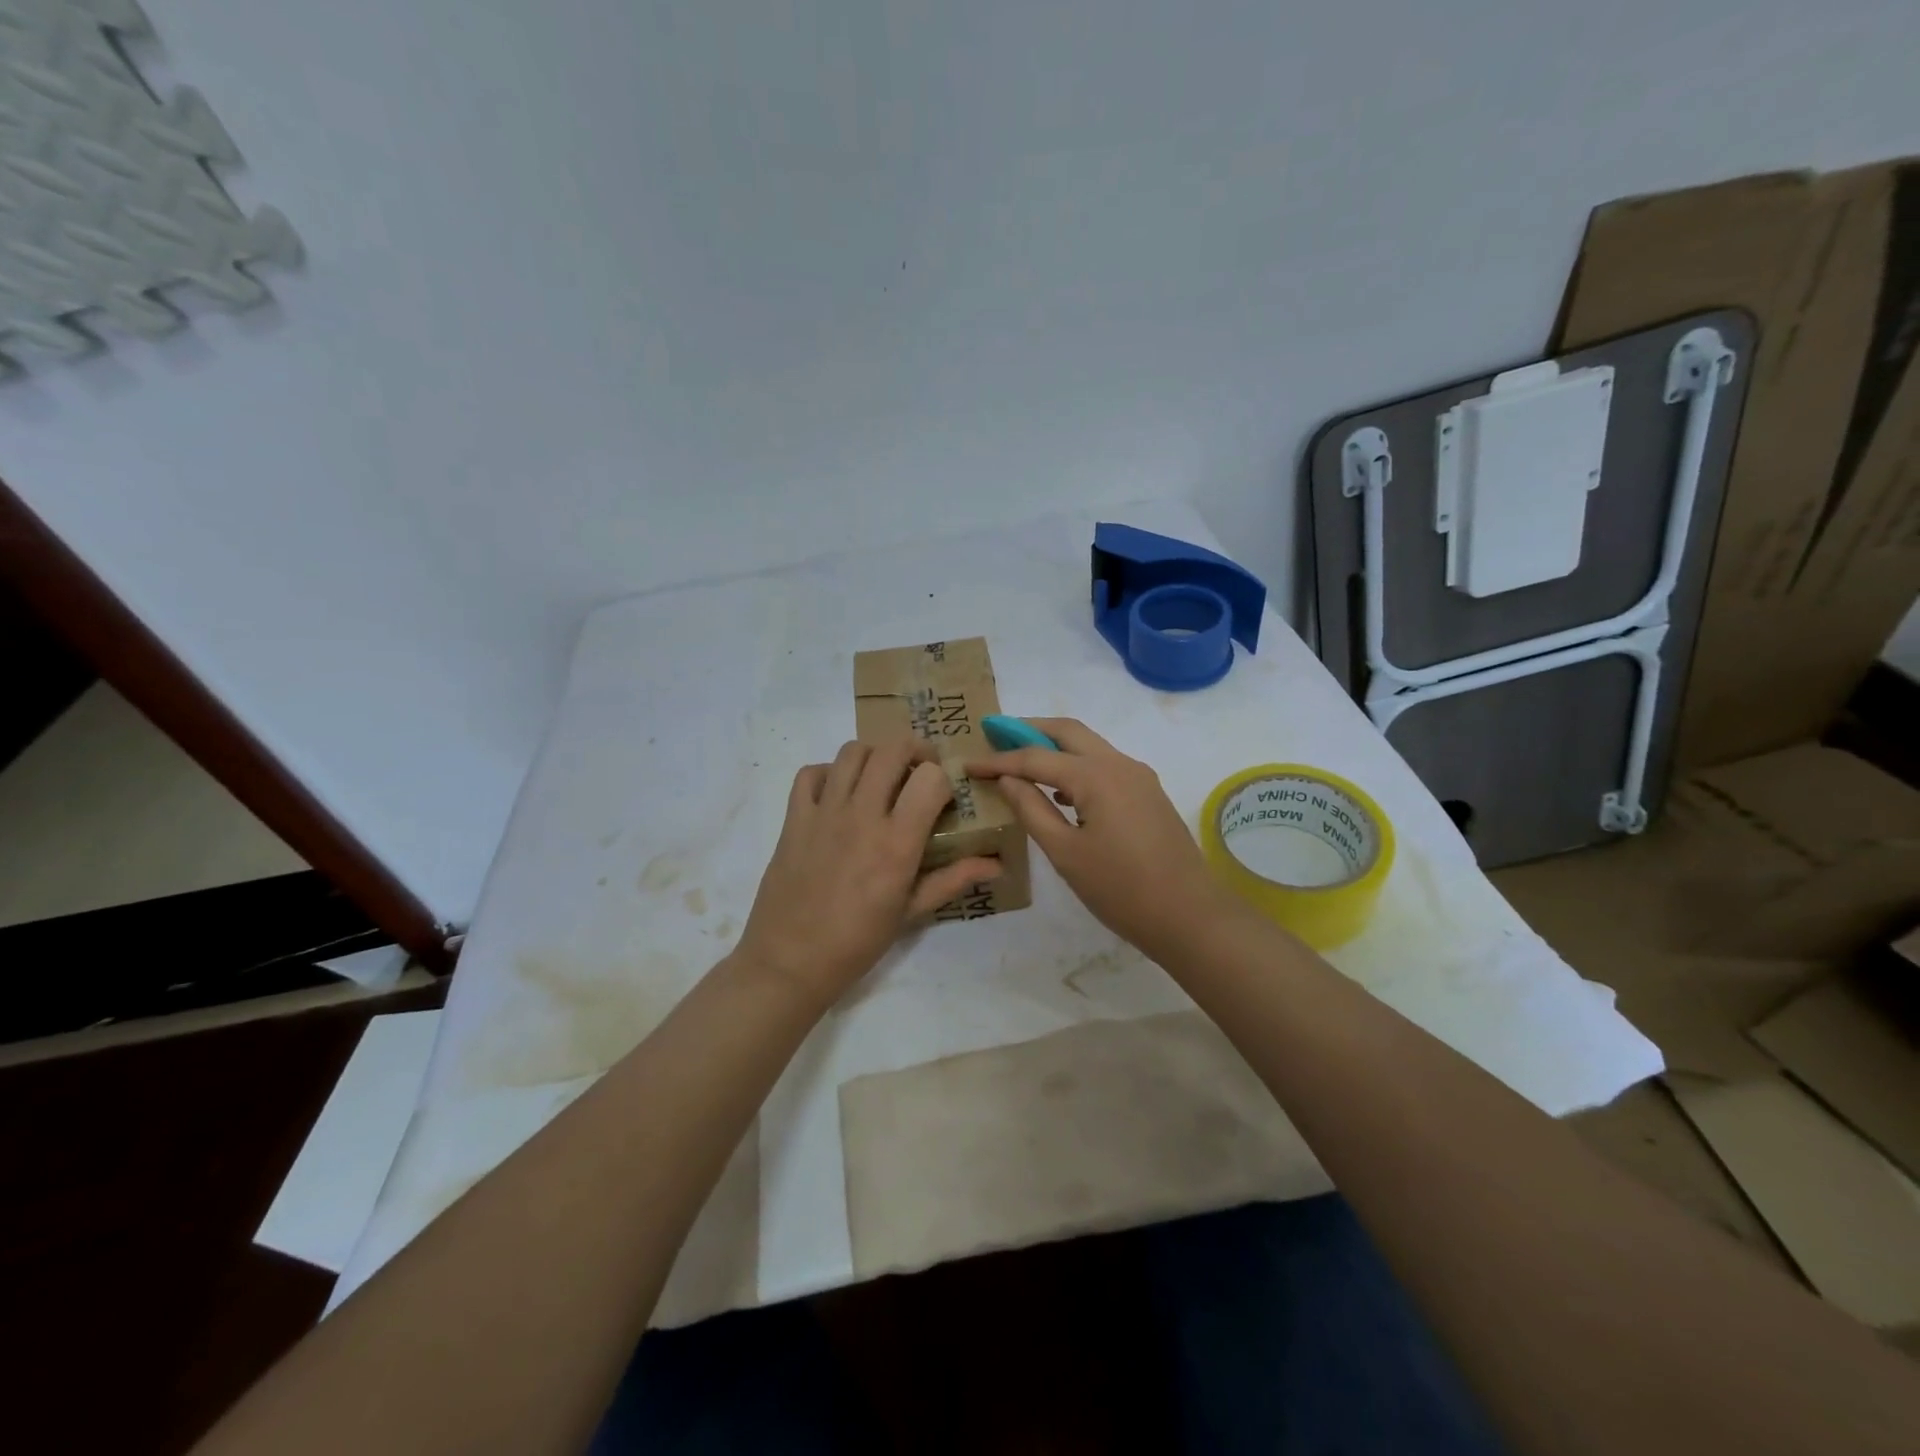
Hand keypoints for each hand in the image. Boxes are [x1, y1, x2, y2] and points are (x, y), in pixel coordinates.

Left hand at [734, 740, 1001, 1005]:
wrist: (789, 961)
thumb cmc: (857, 941)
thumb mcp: (911, 912)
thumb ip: (954, 879)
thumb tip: (997, 865)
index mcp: (896, 842)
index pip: (930, 778)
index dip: (943, 779)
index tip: (944, 797)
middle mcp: (861, 816)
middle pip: (891, 750)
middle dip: (915, 750)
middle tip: (920, 769)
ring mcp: (823, 812)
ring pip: (852, 752)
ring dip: (874, 756)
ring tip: (881, 777)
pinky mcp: (794, 817)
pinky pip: (810, 773)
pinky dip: (829, 772)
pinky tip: (839, 793)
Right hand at [970, 718, 1234, 961]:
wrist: (1190, 916)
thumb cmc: (1121, 889)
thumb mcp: (1066, 853)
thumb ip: (1033, 809)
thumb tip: (1009, 779)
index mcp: (1096, 776)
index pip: (1036, 757)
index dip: (999, 760)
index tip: (968, 765)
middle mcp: (1119, 764)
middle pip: (1068, 731)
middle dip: (1029, 729)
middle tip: (994, 734)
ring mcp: (1139, 777)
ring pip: (1089, 746)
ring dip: (1054, 746)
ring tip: (1019, 761)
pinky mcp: (1147, 794)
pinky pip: (1104, 766)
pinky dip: (1075, 766)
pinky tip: (1058, 791)